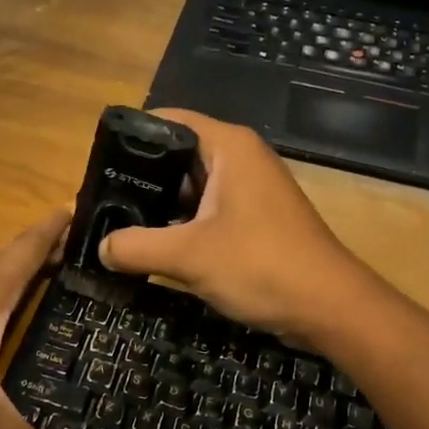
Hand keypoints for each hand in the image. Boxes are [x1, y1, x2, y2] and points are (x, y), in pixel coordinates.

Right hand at [97, 109, 373, 347]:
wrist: (331, 308)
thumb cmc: (261, 265)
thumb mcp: (188, 256)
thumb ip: (135, 246)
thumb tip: (100, 248)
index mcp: (229, 147)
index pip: (169, 120)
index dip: (132, 136)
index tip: (97, 160)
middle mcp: (241, 159)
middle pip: (177, 154)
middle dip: (140, 177)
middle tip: (99, 199)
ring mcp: (250, 190)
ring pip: (191, 188)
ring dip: (159, 206)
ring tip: (114, 223)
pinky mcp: (255, 220)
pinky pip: (207, 212)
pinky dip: (181, 225)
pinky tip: (152, 246)